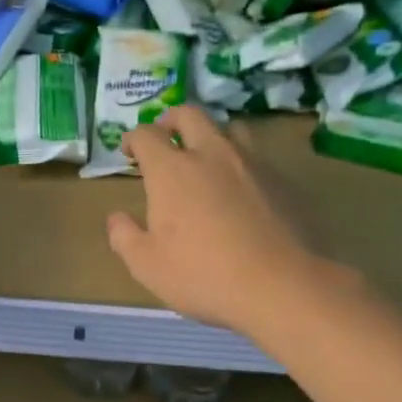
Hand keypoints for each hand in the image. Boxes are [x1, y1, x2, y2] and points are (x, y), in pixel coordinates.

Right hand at [107, 105, 327, 334]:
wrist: (283, 287)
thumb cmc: (203, 275)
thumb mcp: (147, 265)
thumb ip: (124, 236)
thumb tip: (117, 218)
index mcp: (172, 170)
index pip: (146, 135)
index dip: (133, 138)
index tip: (129, 151)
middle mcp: (211, 154)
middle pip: (189, 114)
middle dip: (171, 120)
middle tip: (165, 137)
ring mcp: (253, 164)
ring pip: (230, 129)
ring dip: (211, 136)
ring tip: (206, 159)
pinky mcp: (284, 181)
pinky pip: (258, 158)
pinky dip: (241, 164)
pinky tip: (242, 192)